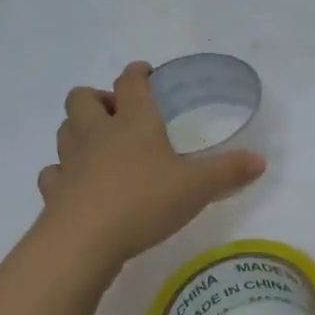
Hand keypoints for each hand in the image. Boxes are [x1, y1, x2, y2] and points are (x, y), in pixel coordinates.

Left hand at [37, 61, 266, 268]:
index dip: (137, 73)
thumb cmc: (144, 201)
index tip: (145, 72)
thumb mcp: (197, 187)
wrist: (83, 242)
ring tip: (99, 145)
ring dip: (79, 130)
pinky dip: (63, 173)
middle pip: (83, 98)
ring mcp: (71, 162)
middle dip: (98, 98)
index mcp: (134, 121)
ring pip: (65, 130)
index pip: (131, 82)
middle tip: (119, 114)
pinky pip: (53, 173)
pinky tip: (77, 184)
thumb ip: (229, 172)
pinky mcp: (54, 192)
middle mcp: (98, 133)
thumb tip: (261, 160)